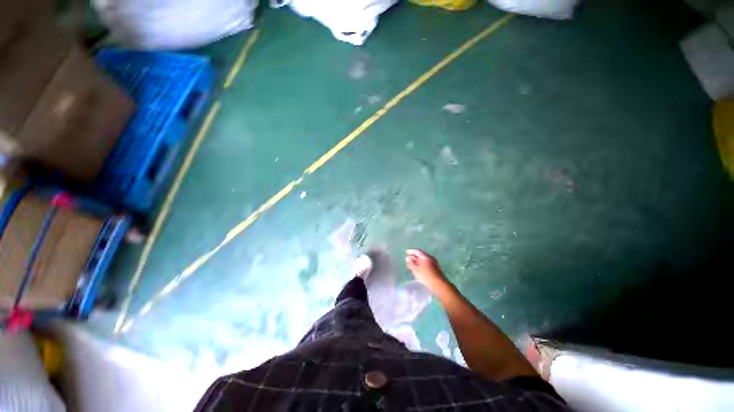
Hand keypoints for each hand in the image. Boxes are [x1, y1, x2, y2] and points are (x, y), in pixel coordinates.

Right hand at [405, 249, 447, 289]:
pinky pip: (425, 264)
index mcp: (426, 256)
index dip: (411, 251)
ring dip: (417, 262)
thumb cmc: (426, 276)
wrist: (440, 285)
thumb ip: (411, 263)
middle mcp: (430, 258)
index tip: (406, 252)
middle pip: (420, 255)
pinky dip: (420, 265)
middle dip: (414, 257)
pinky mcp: (435, 269)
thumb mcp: (416, 269)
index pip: (417, 251)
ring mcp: (433, 263)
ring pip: (423, 260)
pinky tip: (417, 269)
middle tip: (407, 259)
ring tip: (411, 265)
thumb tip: (407, 258)